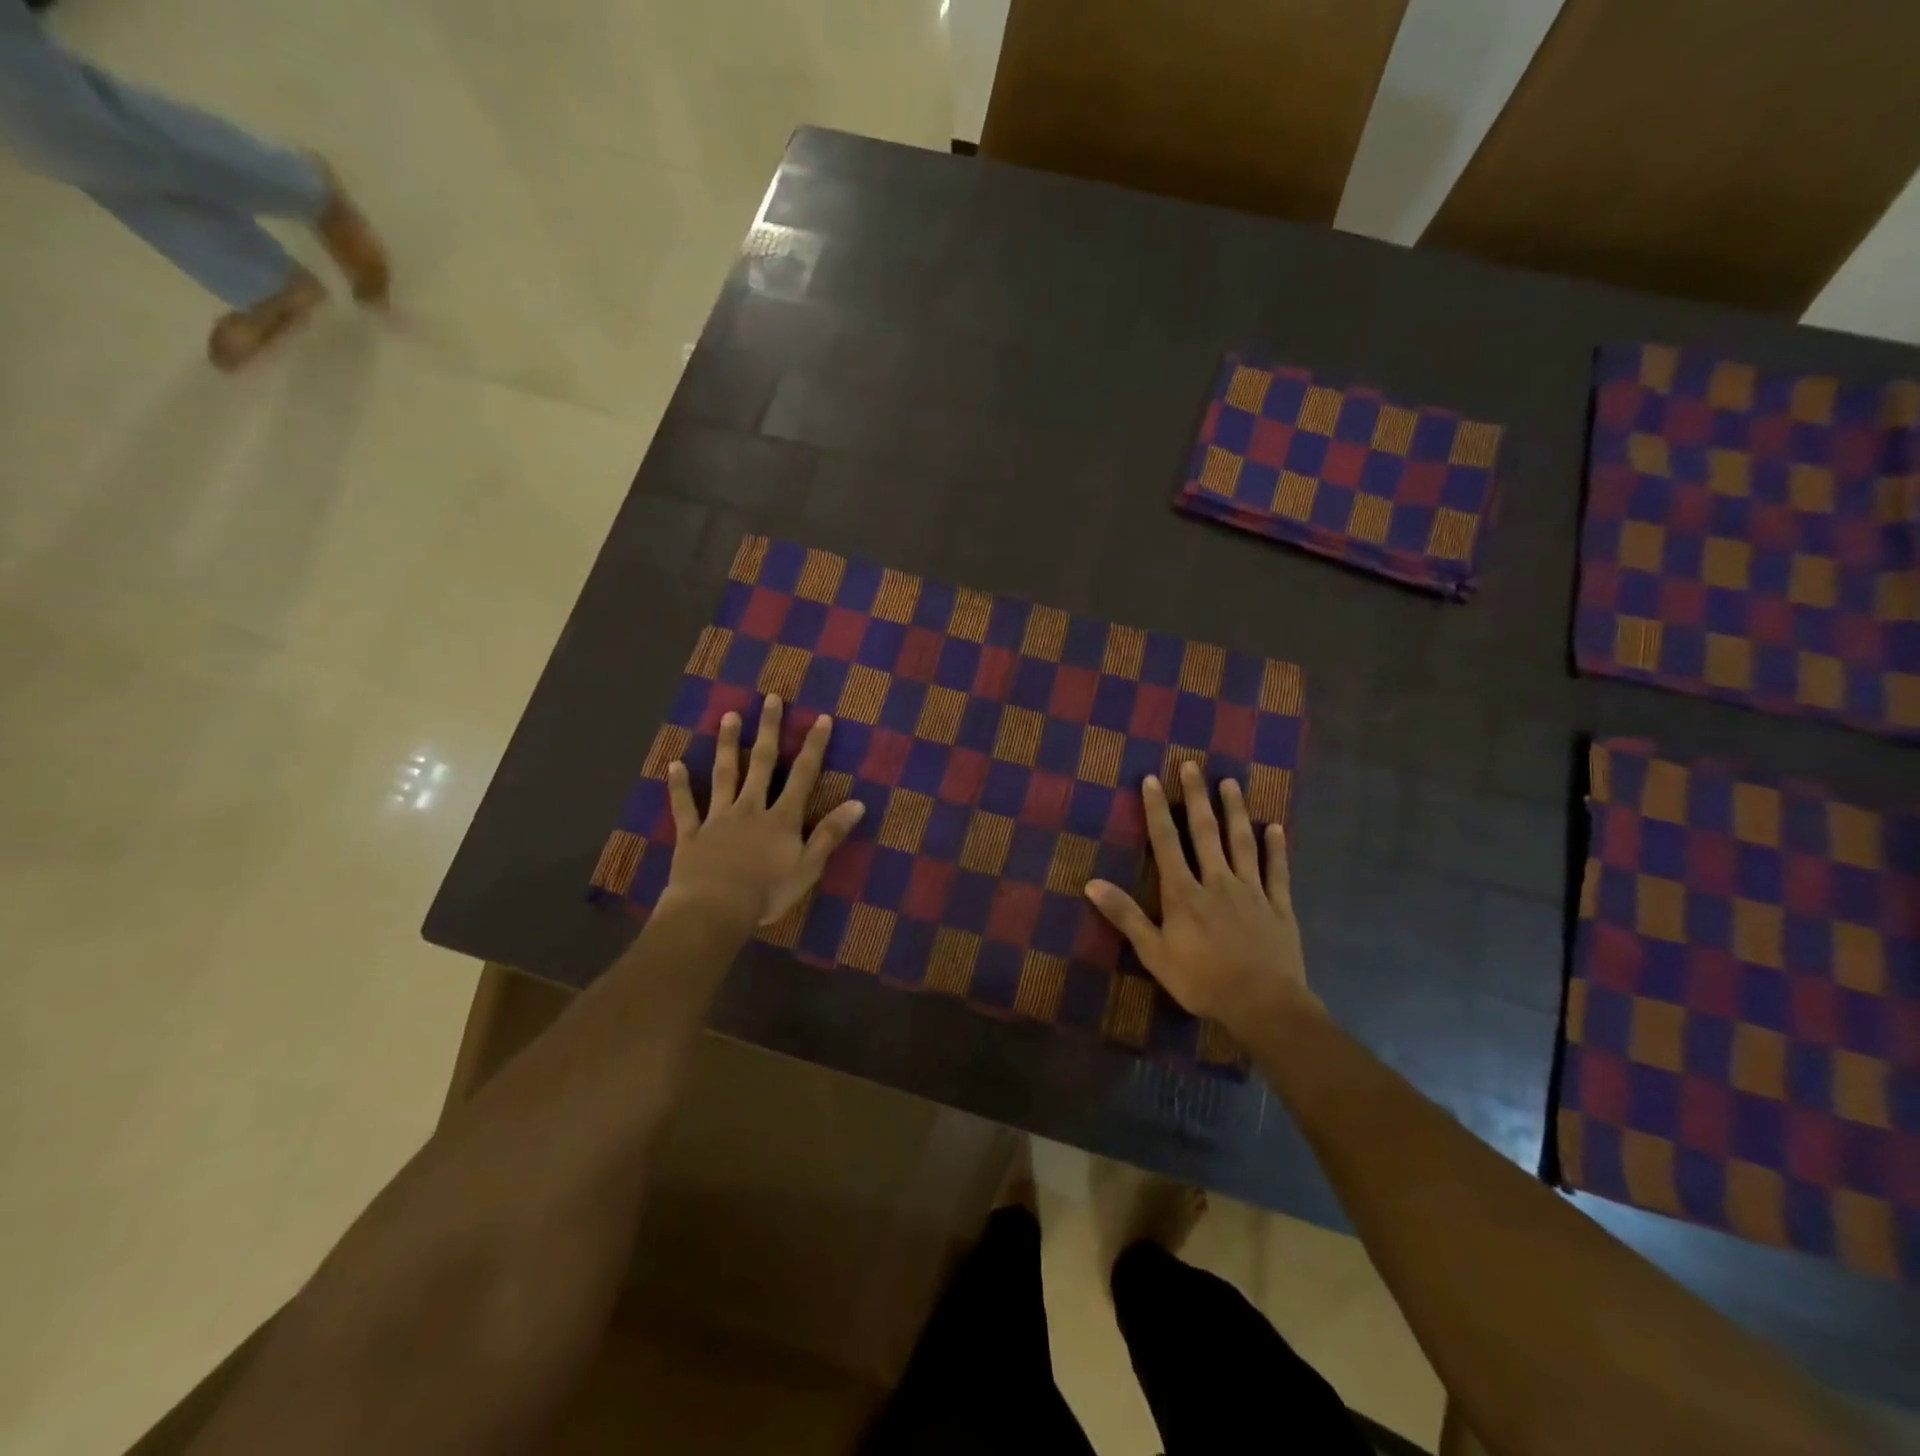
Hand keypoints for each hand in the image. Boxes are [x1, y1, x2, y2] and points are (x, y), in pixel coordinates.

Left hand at [661, 695, 865, 930]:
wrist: (714, 910)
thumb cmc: (766, 893)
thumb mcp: (808, 868)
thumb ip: (830, 834)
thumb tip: (858, 803)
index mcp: (781, 818)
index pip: (802, 776)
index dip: (813, 747)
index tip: (821, 718)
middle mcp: (751, 808)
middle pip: (761, 763)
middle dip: (768, 730)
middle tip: (770, 699)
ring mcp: (718, 818)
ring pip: (724, 775)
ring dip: (727, 745)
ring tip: (729, 716)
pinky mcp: (692, 834)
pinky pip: (685, 806)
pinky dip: (679, 786)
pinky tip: (675, 764)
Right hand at [1085, 761, 1320, 1034]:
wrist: (1263, 1004)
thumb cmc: (1202, 980)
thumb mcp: (1154, 953)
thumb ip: (1125, 915)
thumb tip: (1091, 883)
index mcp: (1184, 892)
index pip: (1166, 842)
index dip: (1157, 810)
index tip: (1153, 779)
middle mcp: (1217, 881)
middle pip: (1205, 832)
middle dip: (1196, 797)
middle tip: (1193, 766)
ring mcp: (1251, 890)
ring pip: (1241, 842)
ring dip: (1235, 811)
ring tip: (1231, 783)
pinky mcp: (1279, 905)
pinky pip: (1277, 870)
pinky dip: (1276, 848)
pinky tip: (1275, 827)